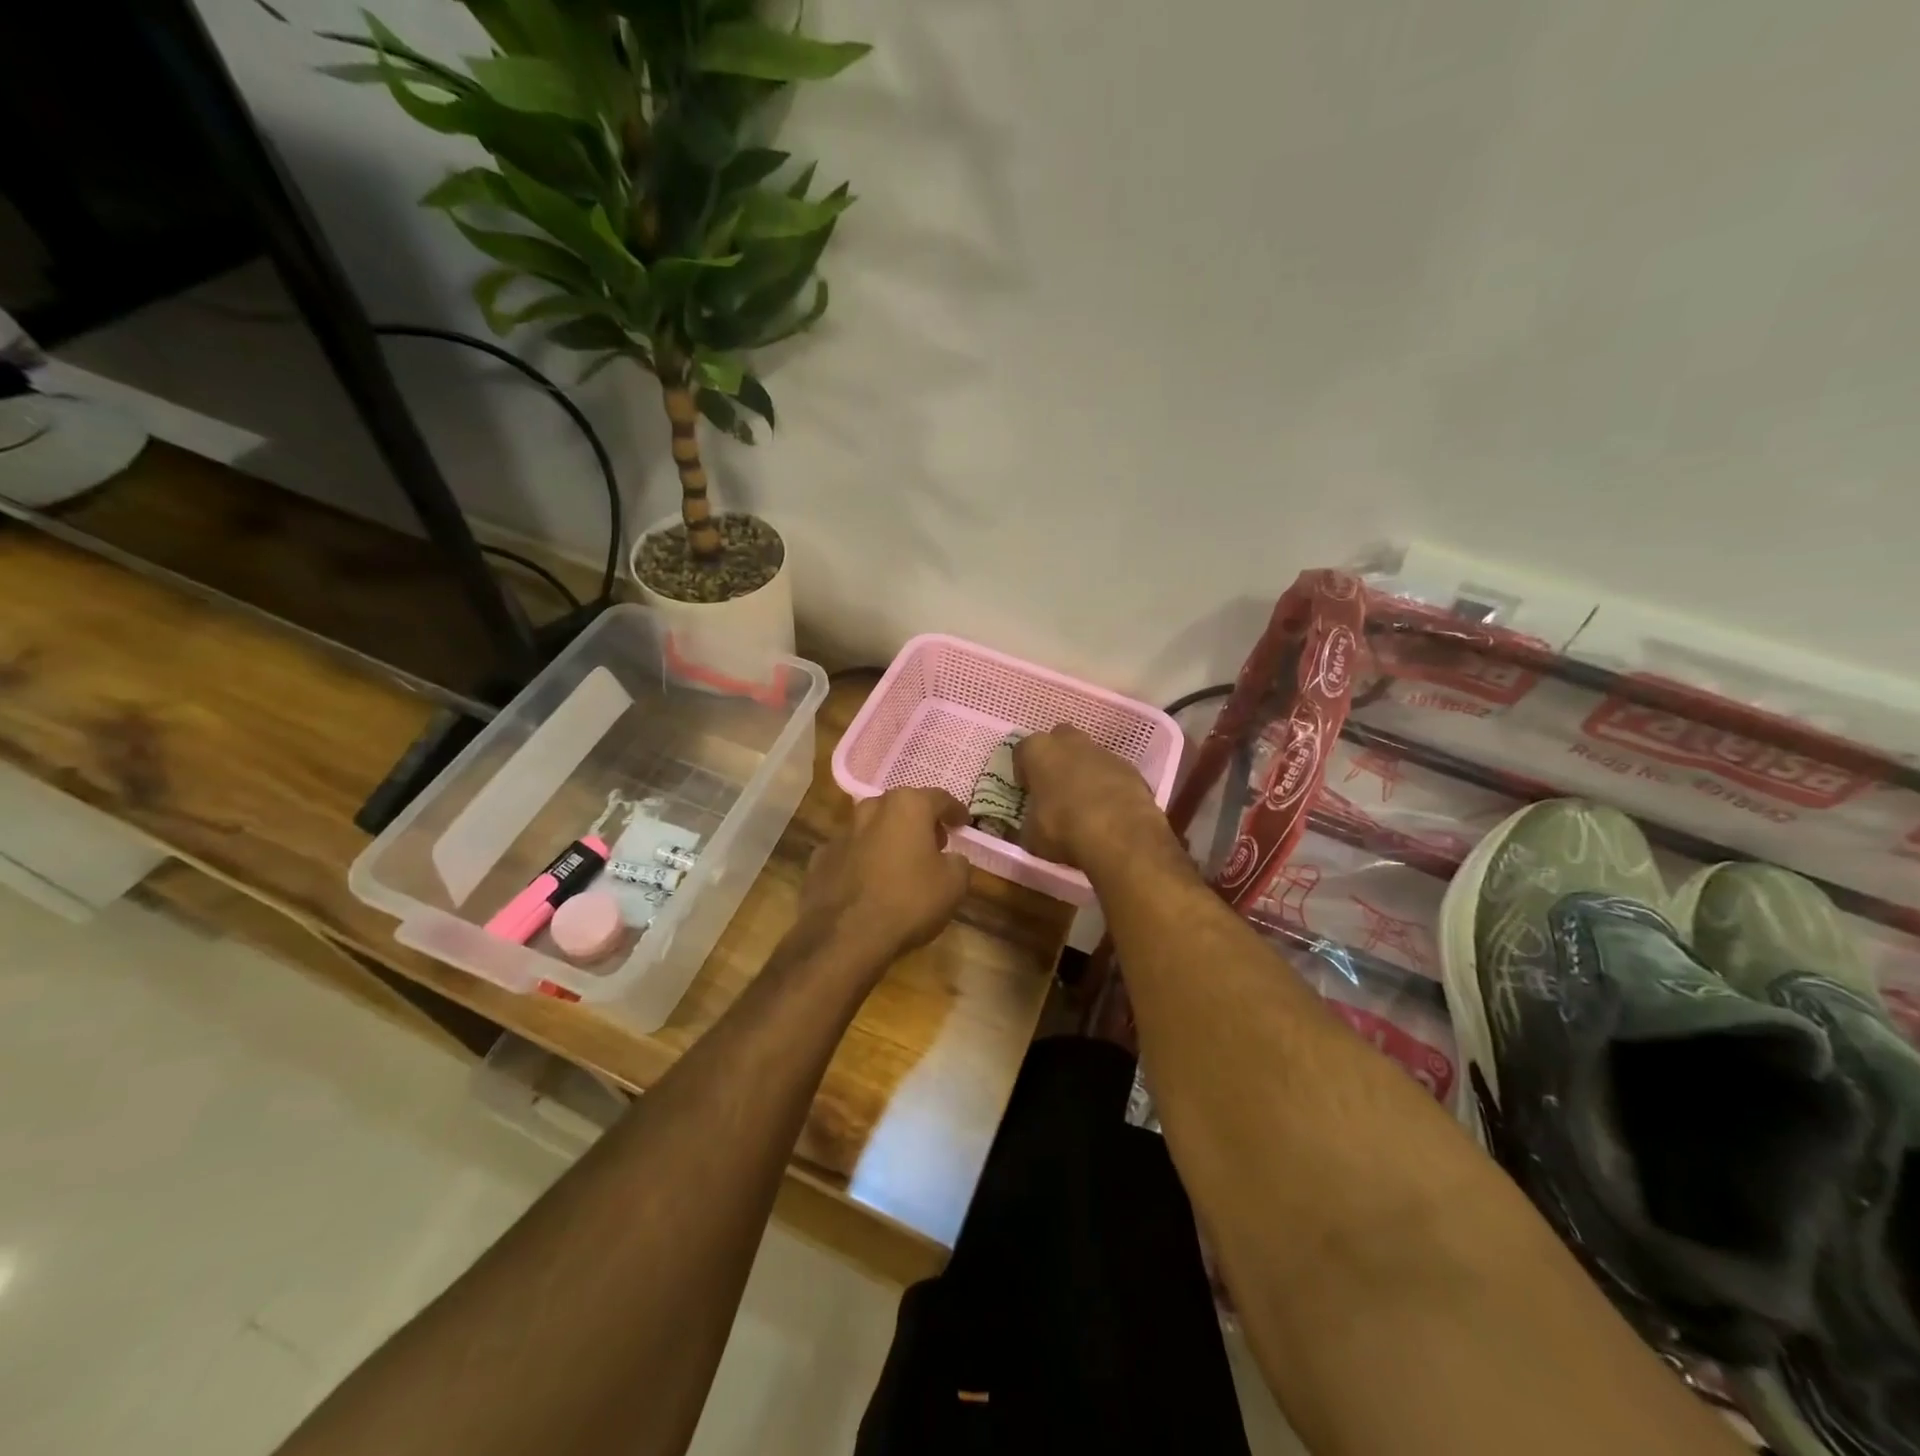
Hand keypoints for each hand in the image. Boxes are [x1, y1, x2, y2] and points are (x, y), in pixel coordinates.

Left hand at [800, 787, 970, 965]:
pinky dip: (863, 861)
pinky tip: (869, 883)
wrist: (845, 937)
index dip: (955, 811)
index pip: (939, 799)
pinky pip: (851, 853)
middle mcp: (871, 809)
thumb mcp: (954, 885)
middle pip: (902, 808)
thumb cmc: (908, 902)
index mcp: (907, 806)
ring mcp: (841, 833)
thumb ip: (958, 863)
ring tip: (901, 863)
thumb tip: (951, 859)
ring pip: (872, 828)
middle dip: (919, 822)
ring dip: (888, 839)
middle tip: (934, 843)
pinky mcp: (820, 859)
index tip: (963, 823)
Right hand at [1014, 725, 1174, 871]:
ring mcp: (1103, 752)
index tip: (1028, 791)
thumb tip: (1029, 828)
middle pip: (1059, 741)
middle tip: (1055, 789)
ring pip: (1088, 756)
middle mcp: (1070, 742)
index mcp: (1039, 750)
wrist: (1120, 834)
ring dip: (1084, 772)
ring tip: (1085, 804)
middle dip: (1057, 760)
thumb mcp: (1031, 835)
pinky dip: (1108, 786)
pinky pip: (1112, 773)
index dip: (1024, 772)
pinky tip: (1108, 811)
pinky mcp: (1130, 768)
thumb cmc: (1063, 828)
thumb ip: (1028, 824)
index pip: (1023, 751)